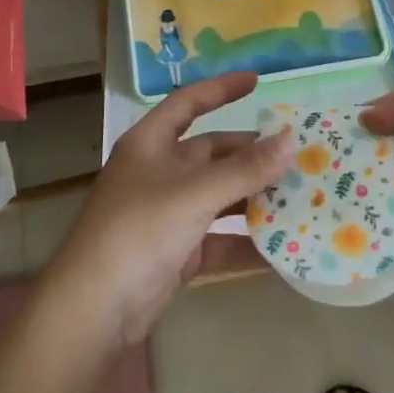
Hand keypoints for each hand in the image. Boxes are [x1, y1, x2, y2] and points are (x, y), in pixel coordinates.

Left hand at [44, 72, 293, 347]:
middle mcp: (158, 172)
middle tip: (296, 155)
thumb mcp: (195, 193)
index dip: (221, 89)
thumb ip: (245, 169)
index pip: (188, 103)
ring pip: (218, 195)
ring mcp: (167, 213)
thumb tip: (291, 141)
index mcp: (151, 143)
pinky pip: (218, 238)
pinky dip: (245, 241)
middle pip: (211, 153)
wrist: (94, 310)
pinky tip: (281, 246)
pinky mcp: (176, 252)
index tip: (258, 81)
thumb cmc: (139, 230)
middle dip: (251, 154)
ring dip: (253, 197)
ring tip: (299, 195)